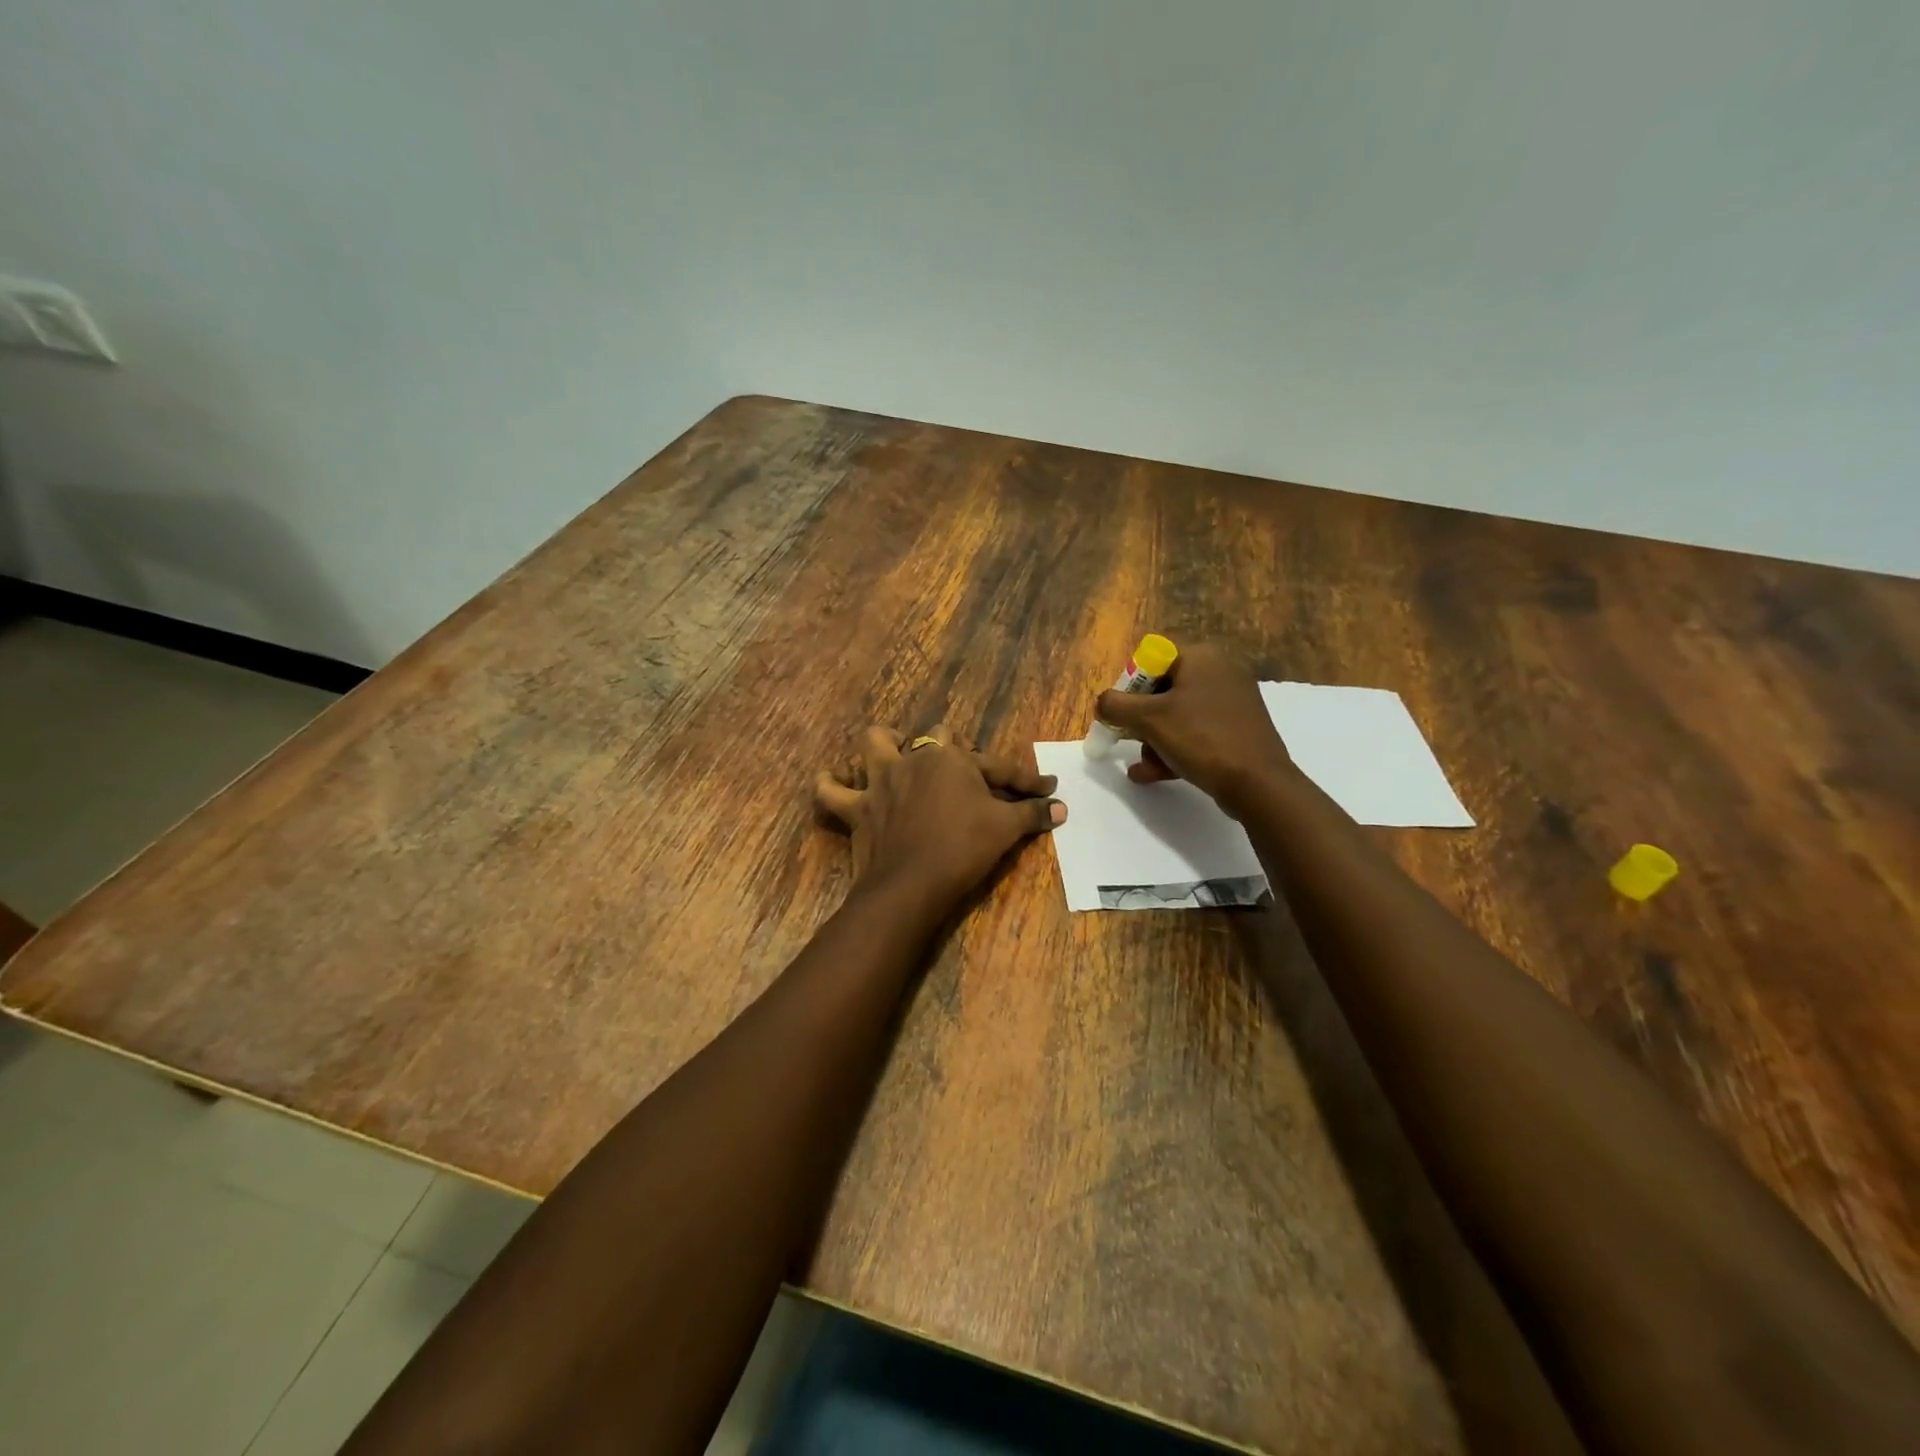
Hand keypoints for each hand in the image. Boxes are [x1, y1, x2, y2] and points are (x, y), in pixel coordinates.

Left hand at [813, 724, 1065, 904]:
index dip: (1024, 780)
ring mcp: (882, 781)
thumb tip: (1061, 808)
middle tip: (965, 774)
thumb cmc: (964, 848)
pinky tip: (831, 781)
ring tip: (892, 753)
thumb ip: (1032, 814)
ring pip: (875, 745)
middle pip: (935, 739)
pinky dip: (829, 785)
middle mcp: (914, 759)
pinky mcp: (858, 807)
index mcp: (953, 758)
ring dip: (883, 745)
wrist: (913, 883)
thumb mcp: (1006, 830)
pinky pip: (831, 792)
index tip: (1045, 788)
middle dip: (952, 749)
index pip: (997, 767)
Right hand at [1094, 642, 1293, 815]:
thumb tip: (1102, 702)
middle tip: (1129, 741)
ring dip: (1154, 740)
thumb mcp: (1148, 719)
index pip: (1152, 660)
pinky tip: (1153, 773)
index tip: (1121, 714)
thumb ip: (1115, 705)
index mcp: (1201, 657)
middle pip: (1163, 690)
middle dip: (1141, 720)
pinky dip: (1175, 749)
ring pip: (1178, 715)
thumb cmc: (1200, 739)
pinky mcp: (1239, 729)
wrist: (1257, 783)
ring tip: (1144, 766)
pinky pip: (1197, 732)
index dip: (1130, 687)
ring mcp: (1233, 702)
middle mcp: (1220, 672)